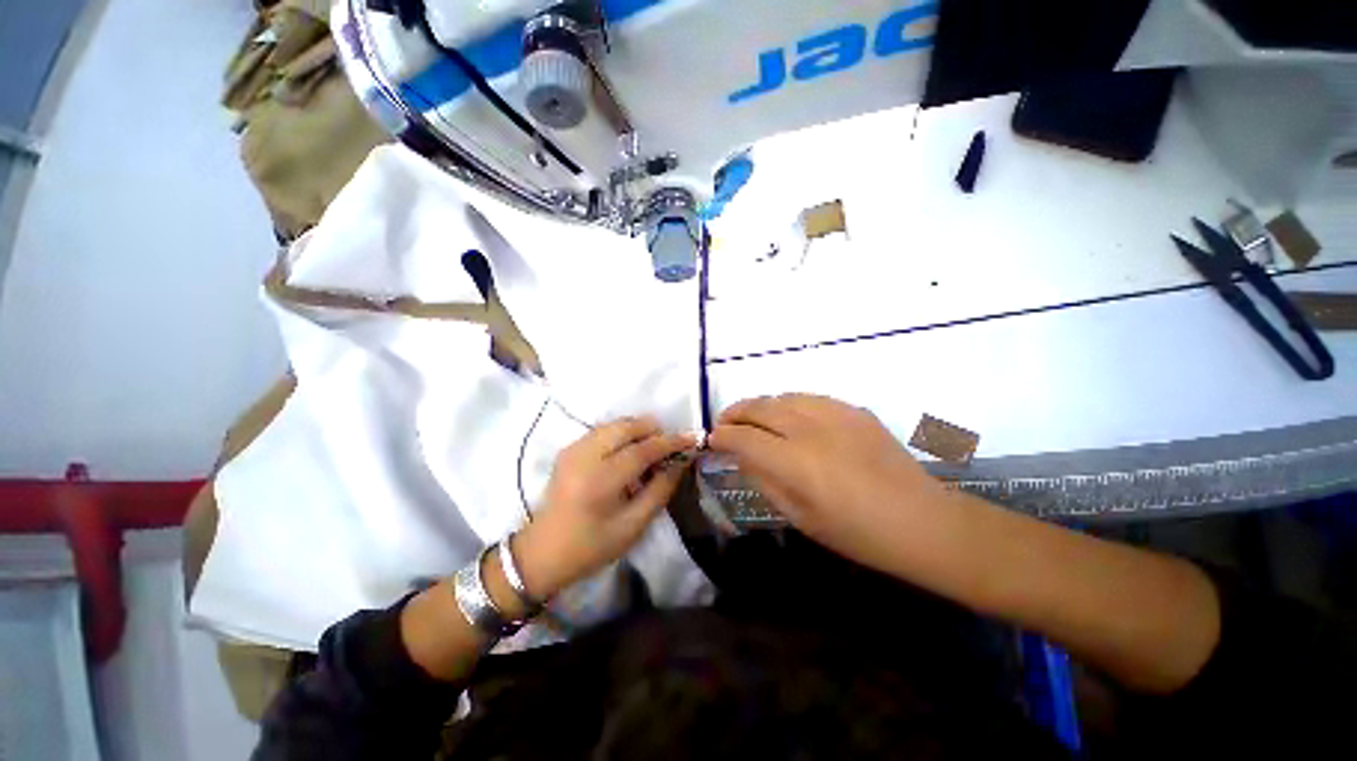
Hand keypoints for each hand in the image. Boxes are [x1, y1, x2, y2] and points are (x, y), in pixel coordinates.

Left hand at [514, 417, 695, 599]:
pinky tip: (628, 452)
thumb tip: (680, 462)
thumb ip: (660, 490)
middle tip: (669, 445)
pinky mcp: (568, 449)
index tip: (692, 438)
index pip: (642, 450)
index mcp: (600, 481)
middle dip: (652, 430)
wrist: (543, 552)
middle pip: (626, 427)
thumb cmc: (592, 546)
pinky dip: (621, 434)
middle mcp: (584, 457)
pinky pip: (602, 430)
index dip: (670, 442)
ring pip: (614, 425)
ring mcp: (573, 449)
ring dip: (637, 430)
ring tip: (651, 449)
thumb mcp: (633, 526)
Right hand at [709, 394, 946, 570]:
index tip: (713, 440)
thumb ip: (764, 480)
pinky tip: (788, 416)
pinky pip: (809, 397)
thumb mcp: (799, 516)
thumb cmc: (856, 532)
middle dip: (734, 413)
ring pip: (782, 396)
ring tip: (751, 417)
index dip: (722, 437)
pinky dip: (788, 403)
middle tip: (724, 423)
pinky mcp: (853, 409)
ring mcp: (835, 414)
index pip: (743, 438)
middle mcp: (810, 429)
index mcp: (795, 462)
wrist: (921, 521)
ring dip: (760, 405)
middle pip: (759, 408)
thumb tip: (741, 455)